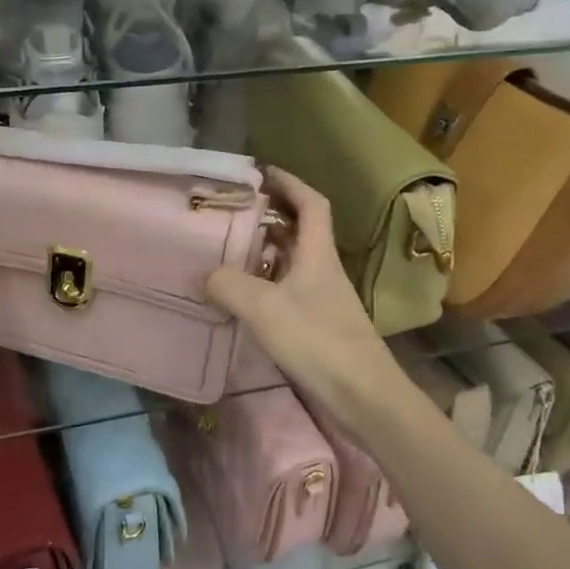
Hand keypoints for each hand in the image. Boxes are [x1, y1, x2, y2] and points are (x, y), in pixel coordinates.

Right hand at [205, 168, 412, 443]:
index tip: (262, 173)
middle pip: (300, 230)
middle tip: (233, 212)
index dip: (290, 183)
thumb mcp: (264, 308)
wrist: (363, 395)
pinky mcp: (318, 324)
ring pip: (293, 261)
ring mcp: (323, 298)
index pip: (311, 203)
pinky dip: (266, 283)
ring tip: (230, 249)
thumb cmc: (318, 341)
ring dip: (266, 251)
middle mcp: (323, 269)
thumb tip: (205, 275)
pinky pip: (288, 289)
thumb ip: (229, 285)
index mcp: (317, 253)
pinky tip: (244, 296)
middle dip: (270, 215)